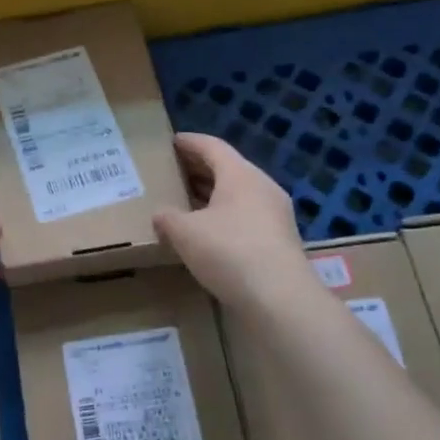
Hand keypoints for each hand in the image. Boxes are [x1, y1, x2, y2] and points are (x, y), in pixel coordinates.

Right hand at [154, 133, 312, 310]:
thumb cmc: (229, 251)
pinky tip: (207, 231)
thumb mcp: (185, 233)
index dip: (189, 142)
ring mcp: (275, 214)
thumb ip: (168, 218)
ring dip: (212, 195)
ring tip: (185, 200)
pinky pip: (246, 216)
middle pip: (227, 168)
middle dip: (199, 168)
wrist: (279, 297)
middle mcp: (262, 187)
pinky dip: (224, 215)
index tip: (171, 141)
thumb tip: (160, 214)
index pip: (212, 146)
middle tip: (173, 171)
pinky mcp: (279, 240)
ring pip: (238, 194)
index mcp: (240, 175)